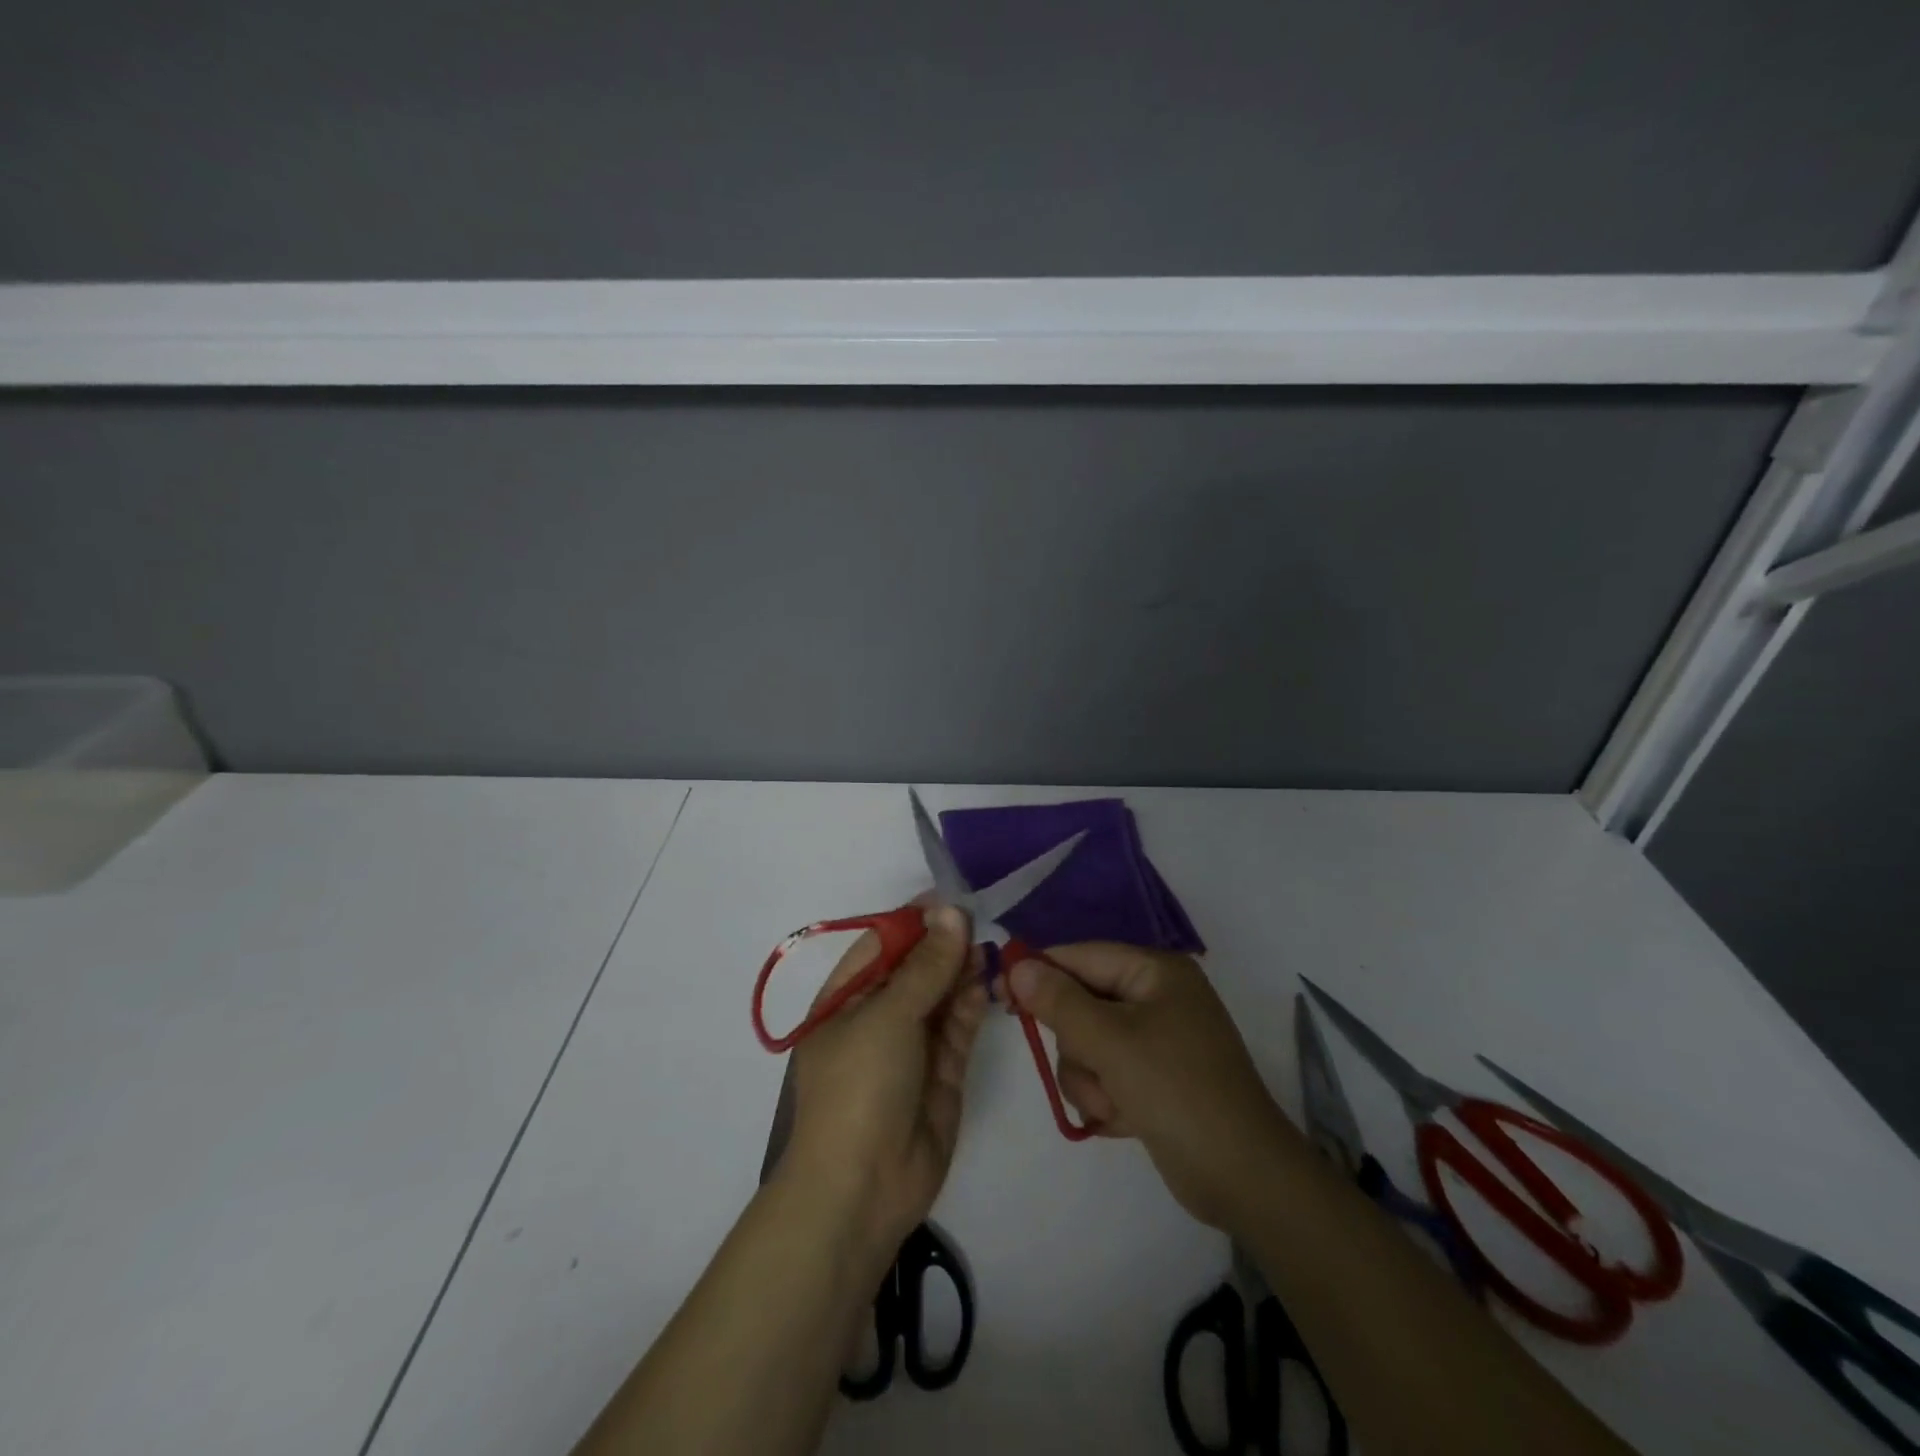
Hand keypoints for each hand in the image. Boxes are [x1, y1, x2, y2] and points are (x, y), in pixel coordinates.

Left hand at [779, 904, 987, 1259]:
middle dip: (945, 946)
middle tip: (980, 922)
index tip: (951, 899)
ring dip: (962, 973)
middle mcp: (878, 1018)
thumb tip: (951, 912)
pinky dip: (972, 1006)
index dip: (915, 921)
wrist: (864, 1188)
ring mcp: (911, 1047)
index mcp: (846, 999)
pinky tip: (986, 985)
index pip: (882, 945)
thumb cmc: (860, 1086)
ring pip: (941, 996)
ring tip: (988, 950)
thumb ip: (926, 966)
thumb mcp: (888, 1016)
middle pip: (916, 969)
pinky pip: (958, 1029)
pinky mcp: (941, 1073)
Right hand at [1005, 944, 1307, 1229]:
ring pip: (1087, 1045)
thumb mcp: (1110, 1042)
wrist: (1244, 1178)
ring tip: (1115, 1105)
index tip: (999, 992)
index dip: (1039, 972)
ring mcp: (1157, 1040)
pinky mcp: (1154, 1078)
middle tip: (1093, 1069)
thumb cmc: (1177, 1091)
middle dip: (1079, 1046)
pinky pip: (1105, 1074)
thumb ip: (1059, 1001)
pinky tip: (1127, 1121)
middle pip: (1081, 1003)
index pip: (1080, 956)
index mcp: (1155, 971)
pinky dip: (1107, 1098)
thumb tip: (1018, 964)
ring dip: (1091, 1080)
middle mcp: (1156, 997)